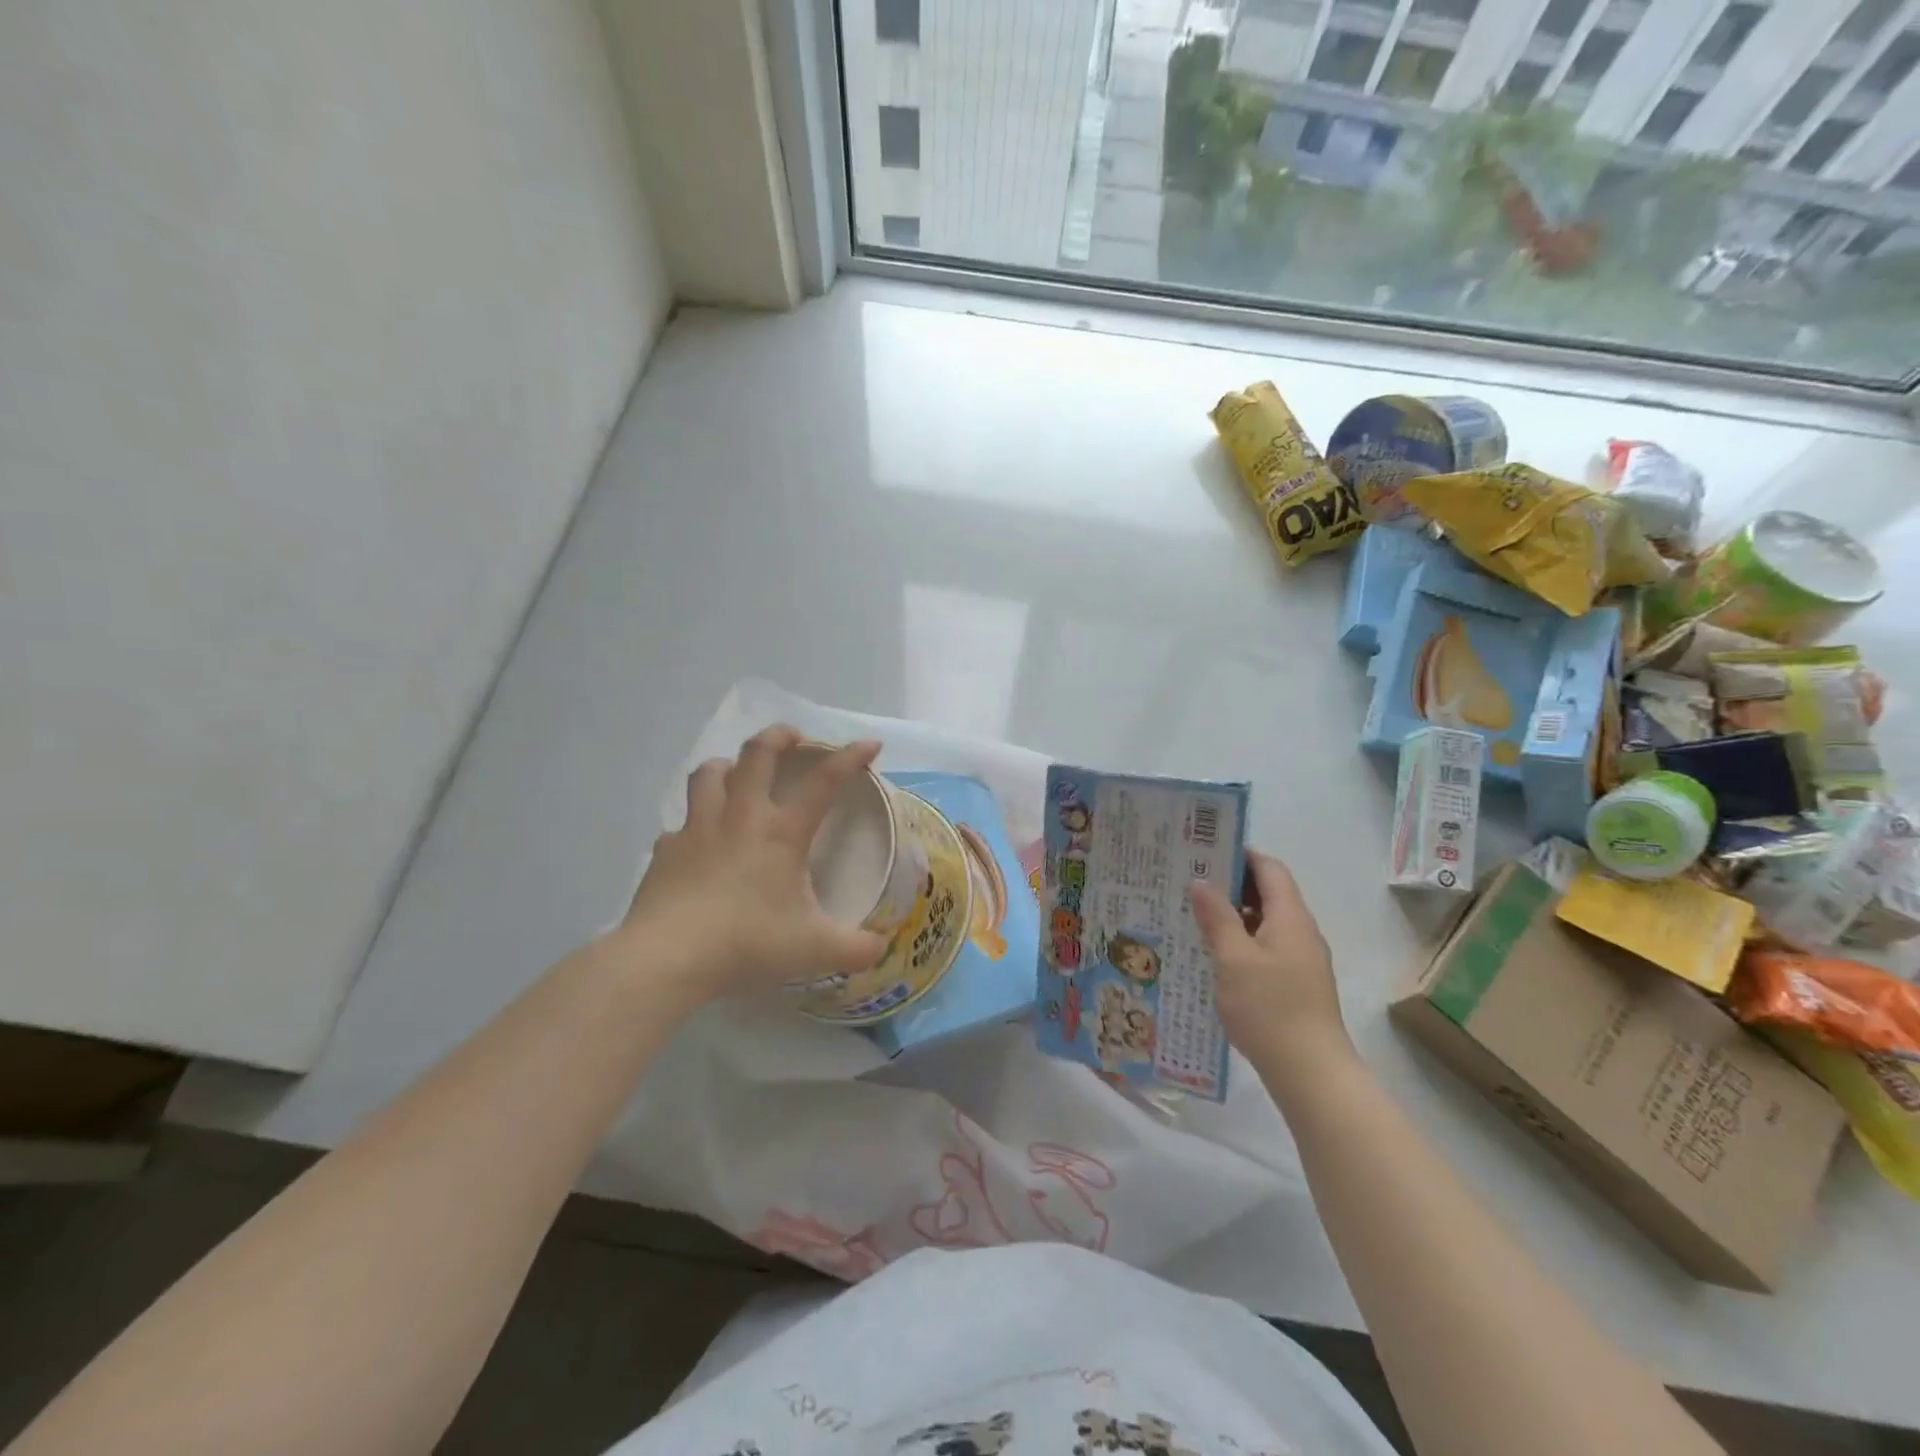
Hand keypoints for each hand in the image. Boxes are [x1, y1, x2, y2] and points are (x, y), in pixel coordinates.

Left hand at [614, 725, 888, 1005]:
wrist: (667, 958)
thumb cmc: (747, 944)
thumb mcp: (815, 951)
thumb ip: (856, 949)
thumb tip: (882, 949)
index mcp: (782, 833)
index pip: (824, 782)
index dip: (849, 758)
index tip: (869, 744)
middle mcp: (740, 818)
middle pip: (757, 755)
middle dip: (778, 736)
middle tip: (793, 737)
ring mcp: (698, 829)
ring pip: (709, 774)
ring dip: (728, 765)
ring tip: (737, 773)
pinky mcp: (666, 850)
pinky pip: (680, 824)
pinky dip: (692, 823)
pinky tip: (697, 841)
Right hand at [1189, 850, 1351, 1070]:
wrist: (1311, 1073)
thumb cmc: (1270, 1008)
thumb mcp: (1233, 959)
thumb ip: (1217, 917)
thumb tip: (1202, 881)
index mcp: (1290, 918)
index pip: (1270, 869)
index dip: (1240, 855)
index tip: (1204, 852)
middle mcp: (1301, 932)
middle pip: (1269, 893)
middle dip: (1231, 884)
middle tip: (1190, 882)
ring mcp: (1302, 959)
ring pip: (1266, 922)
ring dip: (1234, 915)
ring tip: (1194, 916)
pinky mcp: (1296, 983)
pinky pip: (1266, 947)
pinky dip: (1242, 941)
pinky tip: (1214, 955)